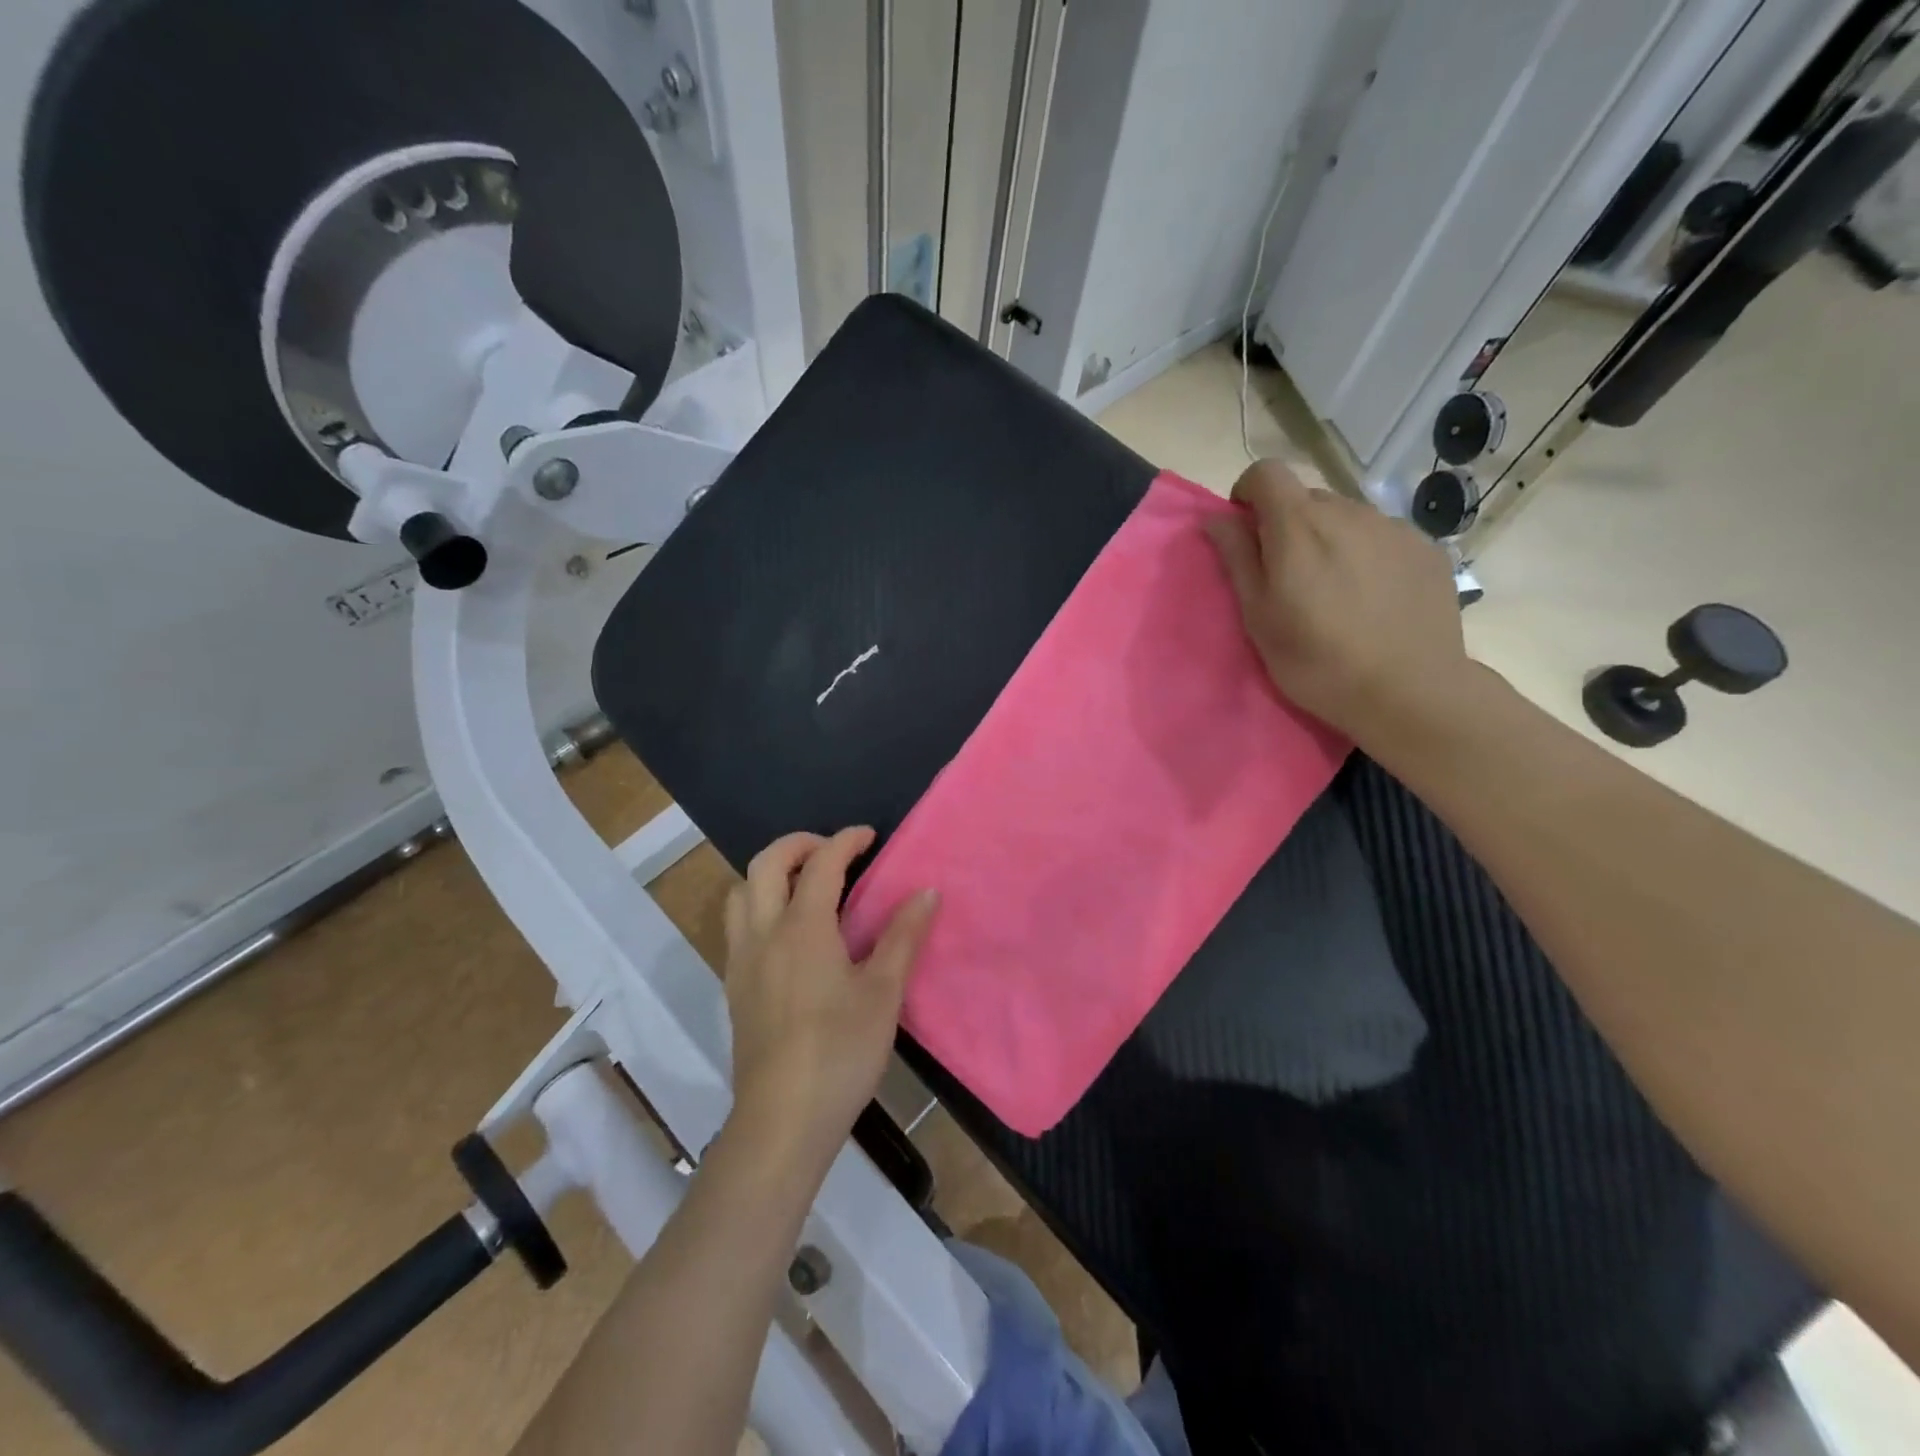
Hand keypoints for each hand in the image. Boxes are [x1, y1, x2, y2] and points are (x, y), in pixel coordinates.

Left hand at [721, 827, 938, 1166]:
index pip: (821, 863)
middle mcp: (763, 933)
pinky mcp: (734, 987)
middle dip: (798, 844)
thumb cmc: (840, 1051)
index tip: (870, 836)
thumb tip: (926, 892)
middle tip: (832, 852)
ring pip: (742, 893)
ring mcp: (742, 960)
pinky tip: (790, 935)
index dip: (846, 840)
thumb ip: (903, 936)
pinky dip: (761, 906)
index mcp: (803, 928)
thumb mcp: (883, 993)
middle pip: (765, 863)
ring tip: (806, 887)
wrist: (782, 1119)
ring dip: (771, 874)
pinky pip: (739, 925)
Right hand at [1203, 460, 1471, 760]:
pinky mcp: (1426, 548)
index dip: (1248, 494)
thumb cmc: (1317, 661)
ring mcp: (1394, 528)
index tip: (1246, 533)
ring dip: (1328, 539)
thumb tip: (1216, 519)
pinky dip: (1365, 554)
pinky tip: (1371, 599)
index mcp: (1299, 527)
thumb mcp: (1259, 617)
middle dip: (1288, 525)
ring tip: (1334, 592)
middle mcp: (1349, 512)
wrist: (1409, 691)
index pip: (1267, 472)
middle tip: (1288, 577)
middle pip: (1306, 497)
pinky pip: (1381, 536)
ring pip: (1346, 517)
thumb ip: (1237, 559)